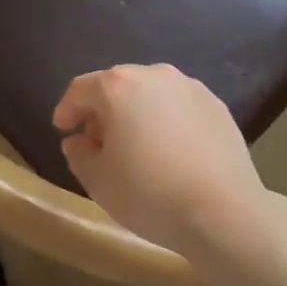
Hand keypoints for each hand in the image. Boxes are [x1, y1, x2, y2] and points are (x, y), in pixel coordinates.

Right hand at [52, 63, 268, 256]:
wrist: (223, 211)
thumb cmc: (150, 194)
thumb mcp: (99, 181)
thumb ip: (79, 155)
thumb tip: (79, 140)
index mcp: (118, 86)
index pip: (81, 89)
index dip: (67, 109)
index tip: (63, 129)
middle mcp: (153, 74)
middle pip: (117, 86)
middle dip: (103, 111)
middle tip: (98, 142)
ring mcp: (189, 86)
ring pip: (151, 93)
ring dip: (137, 112)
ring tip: (136, 146)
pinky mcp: (216, 104)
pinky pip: (179, 106)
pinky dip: (167, 120)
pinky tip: (170, 150)